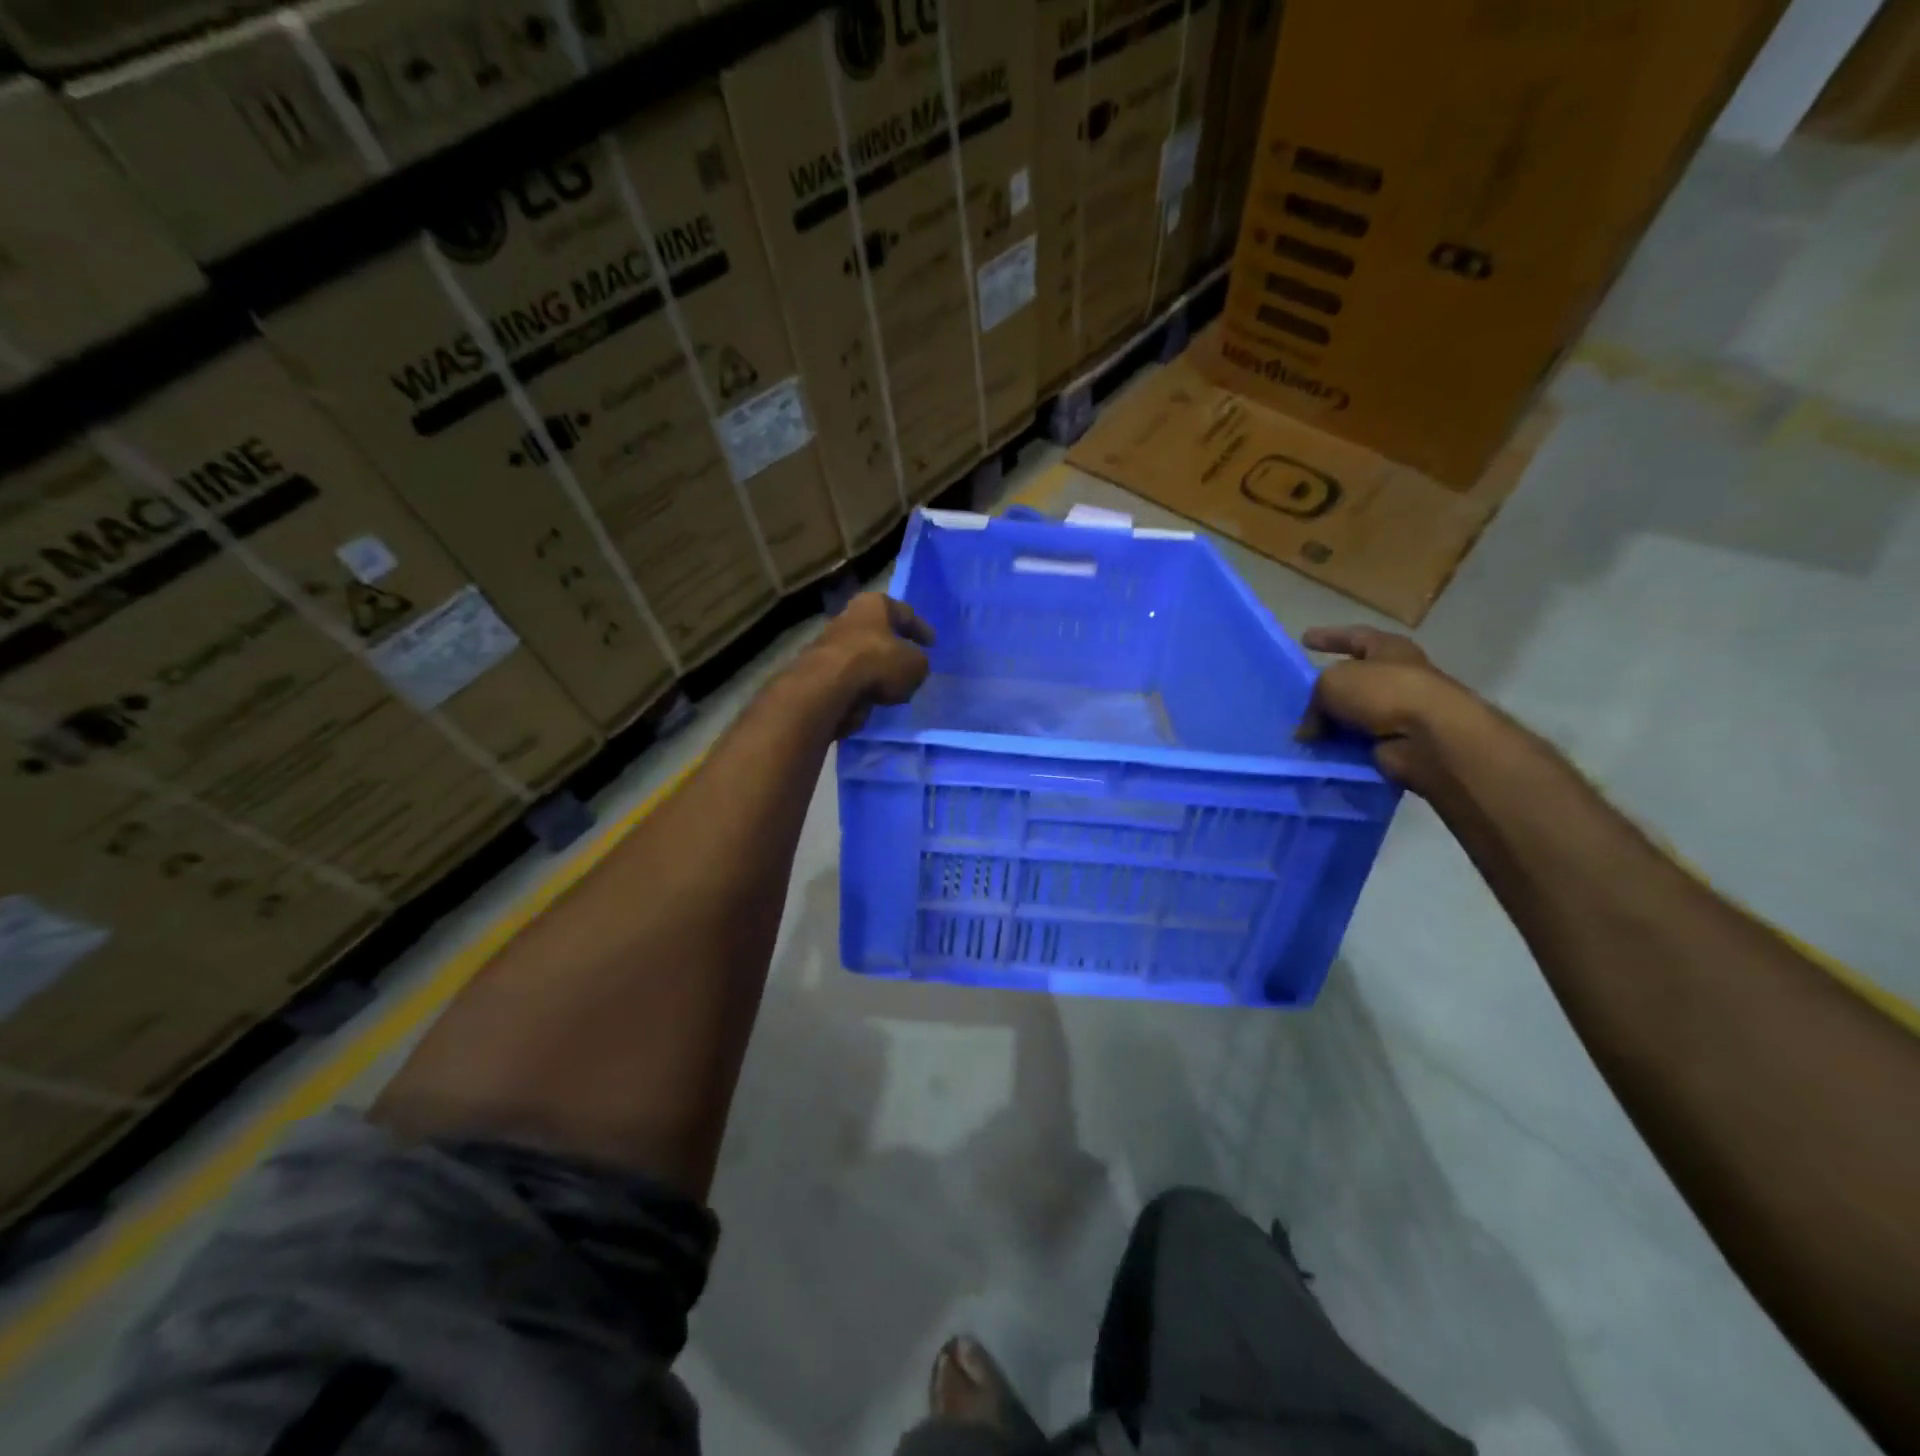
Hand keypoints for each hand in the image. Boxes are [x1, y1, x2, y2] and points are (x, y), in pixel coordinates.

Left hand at [812, 592, 933, 736]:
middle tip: (909, 659)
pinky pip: (849, 675)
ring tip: (892, 683)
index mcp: (874, 604)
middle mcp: (849, 616)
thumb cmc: (878, 662)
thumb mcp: (915, 664)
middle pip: (878, 630)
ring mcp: (829, 642)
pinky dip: (860, 683)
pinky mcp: (818, 670)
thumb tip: (913, 667)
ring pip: (861, 653)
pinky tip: (872, 696)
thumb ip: (918, 663)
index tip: (931, 643)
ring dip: (875, 666)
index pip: (904, 612)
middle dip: (893, 645)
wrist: (828, 688)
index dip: (920, 628)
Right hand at [1297, 625, 1475, 793]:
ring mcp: (1399, 712)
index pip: (1354, 636)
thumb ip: (1314, 699)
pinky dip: (1339, 747)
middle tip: (1298, 696)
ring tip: (1300, 731)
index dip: (1329, 637)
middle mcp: (1397, 676)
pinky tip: (1317, 752)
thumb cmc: (1383, 692)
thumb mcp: (1332, 682)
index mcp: (1389, 649)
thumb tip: (1310, 728)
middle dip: (1327, 688)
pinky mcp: (1396, 743)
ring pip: (1353, 714)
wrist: (1429, 737)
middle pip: (1354, 678)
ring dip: (1330, 723)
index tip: (1304, 639)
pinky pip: (1356, 743)